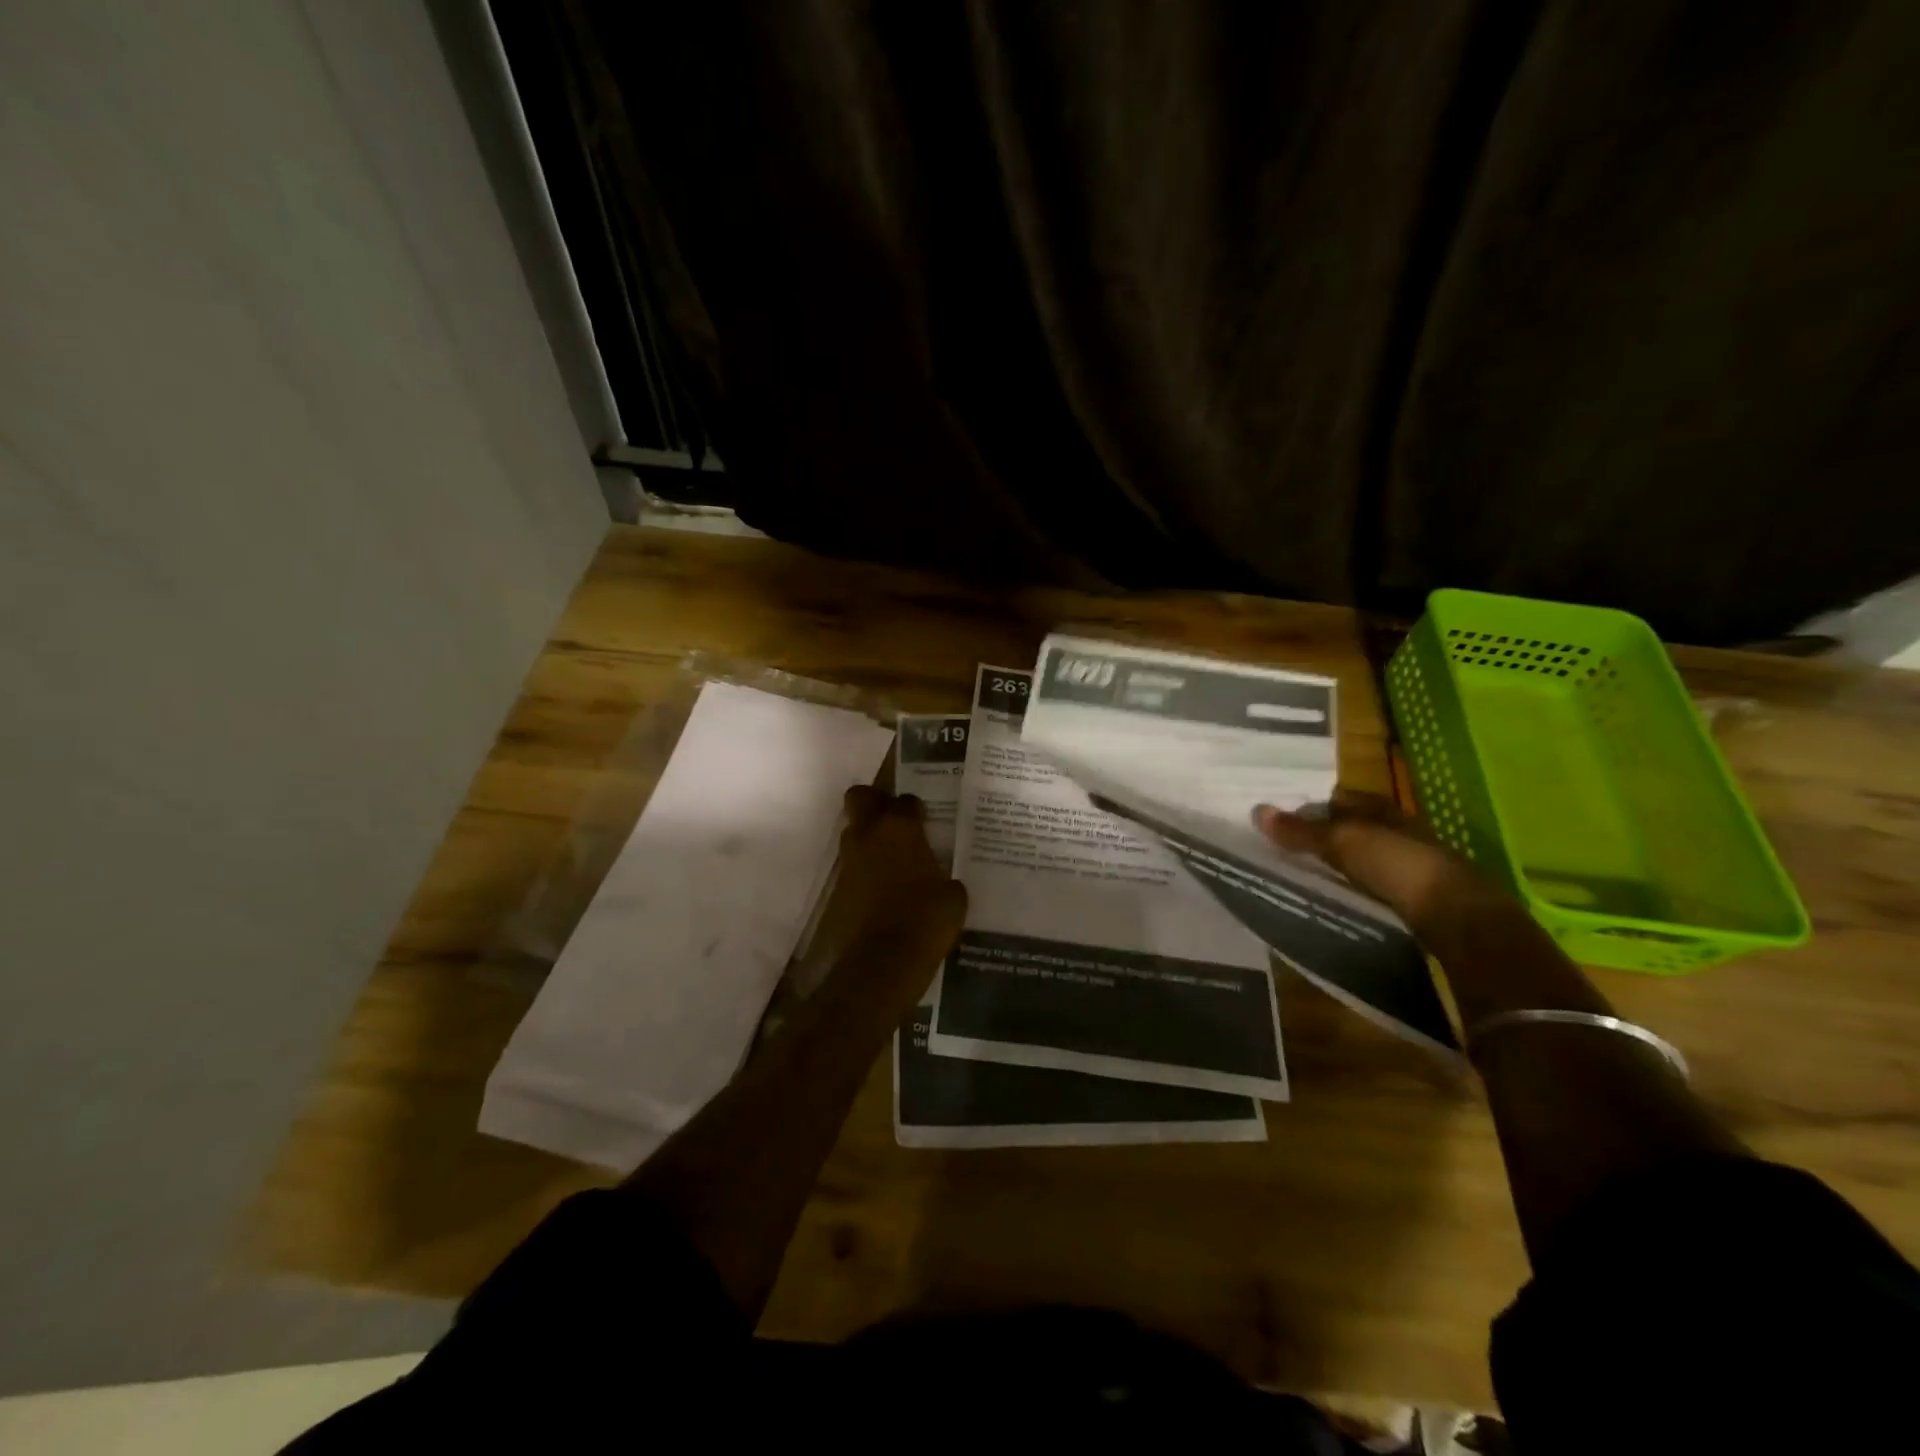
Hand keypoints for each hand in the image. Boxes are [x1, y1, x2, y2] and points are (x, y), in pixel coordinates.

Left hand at [803, 785, 967, 980]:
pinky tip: (883, 885)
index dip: (916, 808)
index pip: (906, 800)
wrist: (883, 961)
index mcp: (901, 828)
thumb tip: (944, 883)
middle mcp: (869, 834)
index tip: (925, 820)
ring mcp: (849, 859)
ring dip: (868, 836)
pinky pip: (852, 864)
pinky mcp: (838, 886)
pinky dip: (864, 867)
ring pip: (853, 830)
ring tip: (891, 856)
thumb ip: (947, 879)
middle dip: (874, 801)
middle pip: (860, 797)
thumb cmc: (926, 920)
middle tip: (894, 819)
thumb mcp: (953, 898)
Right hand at [1253, 788, 1494, 932]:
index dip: (1316, 806)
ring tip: (1306, 874)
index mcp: (1383, 810)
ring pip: (1366, 858)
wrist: (1458, 918)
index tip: (1286, 819)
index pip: (1344, 799)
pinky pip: (1375, 886)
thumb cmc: (1399, 865)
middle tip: (1290, 847)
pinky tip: (1338, 897)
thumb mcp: (1344, 842)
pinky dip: (1355, 888)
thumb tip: (1257, 810)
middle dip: (1327, 834)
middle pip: (1355, 828)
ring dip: (1341, 864)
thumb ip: (1302, 830)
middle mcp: (1399, 832)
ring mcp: (1410, 866)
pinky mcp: (1416, 899)